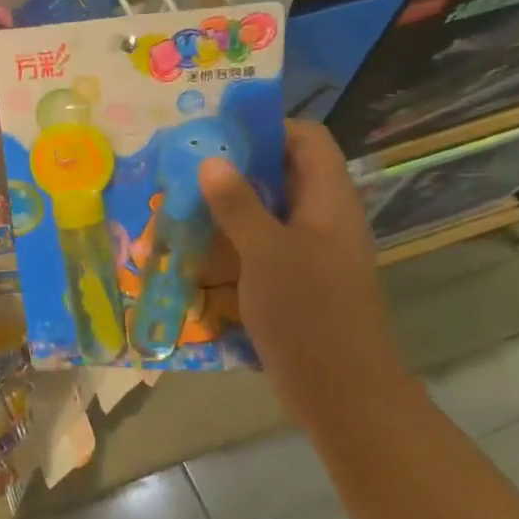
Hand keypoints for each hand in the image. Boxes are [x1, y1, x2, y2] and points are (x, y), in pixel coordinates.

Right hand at [199, 120, 411, 424]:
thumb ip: (238, 205)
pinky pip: (259, 250)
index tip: (218, 132)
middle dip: (234, 169)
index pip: (307, 139)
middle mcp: (322, 219)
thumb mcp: (267, 253)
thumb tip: (211, 160)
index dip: (268, 127)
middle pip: (282, 175)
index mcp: (329, 200)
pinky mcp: (293, 284)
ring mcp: (309, 254)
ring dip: (226, 210)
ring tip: (178, 207)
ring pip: (266, 215)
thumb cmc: (308, 313)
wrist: (340, 391)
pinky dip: (229, 246)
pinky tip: (192, 255)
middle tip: (185, 169)